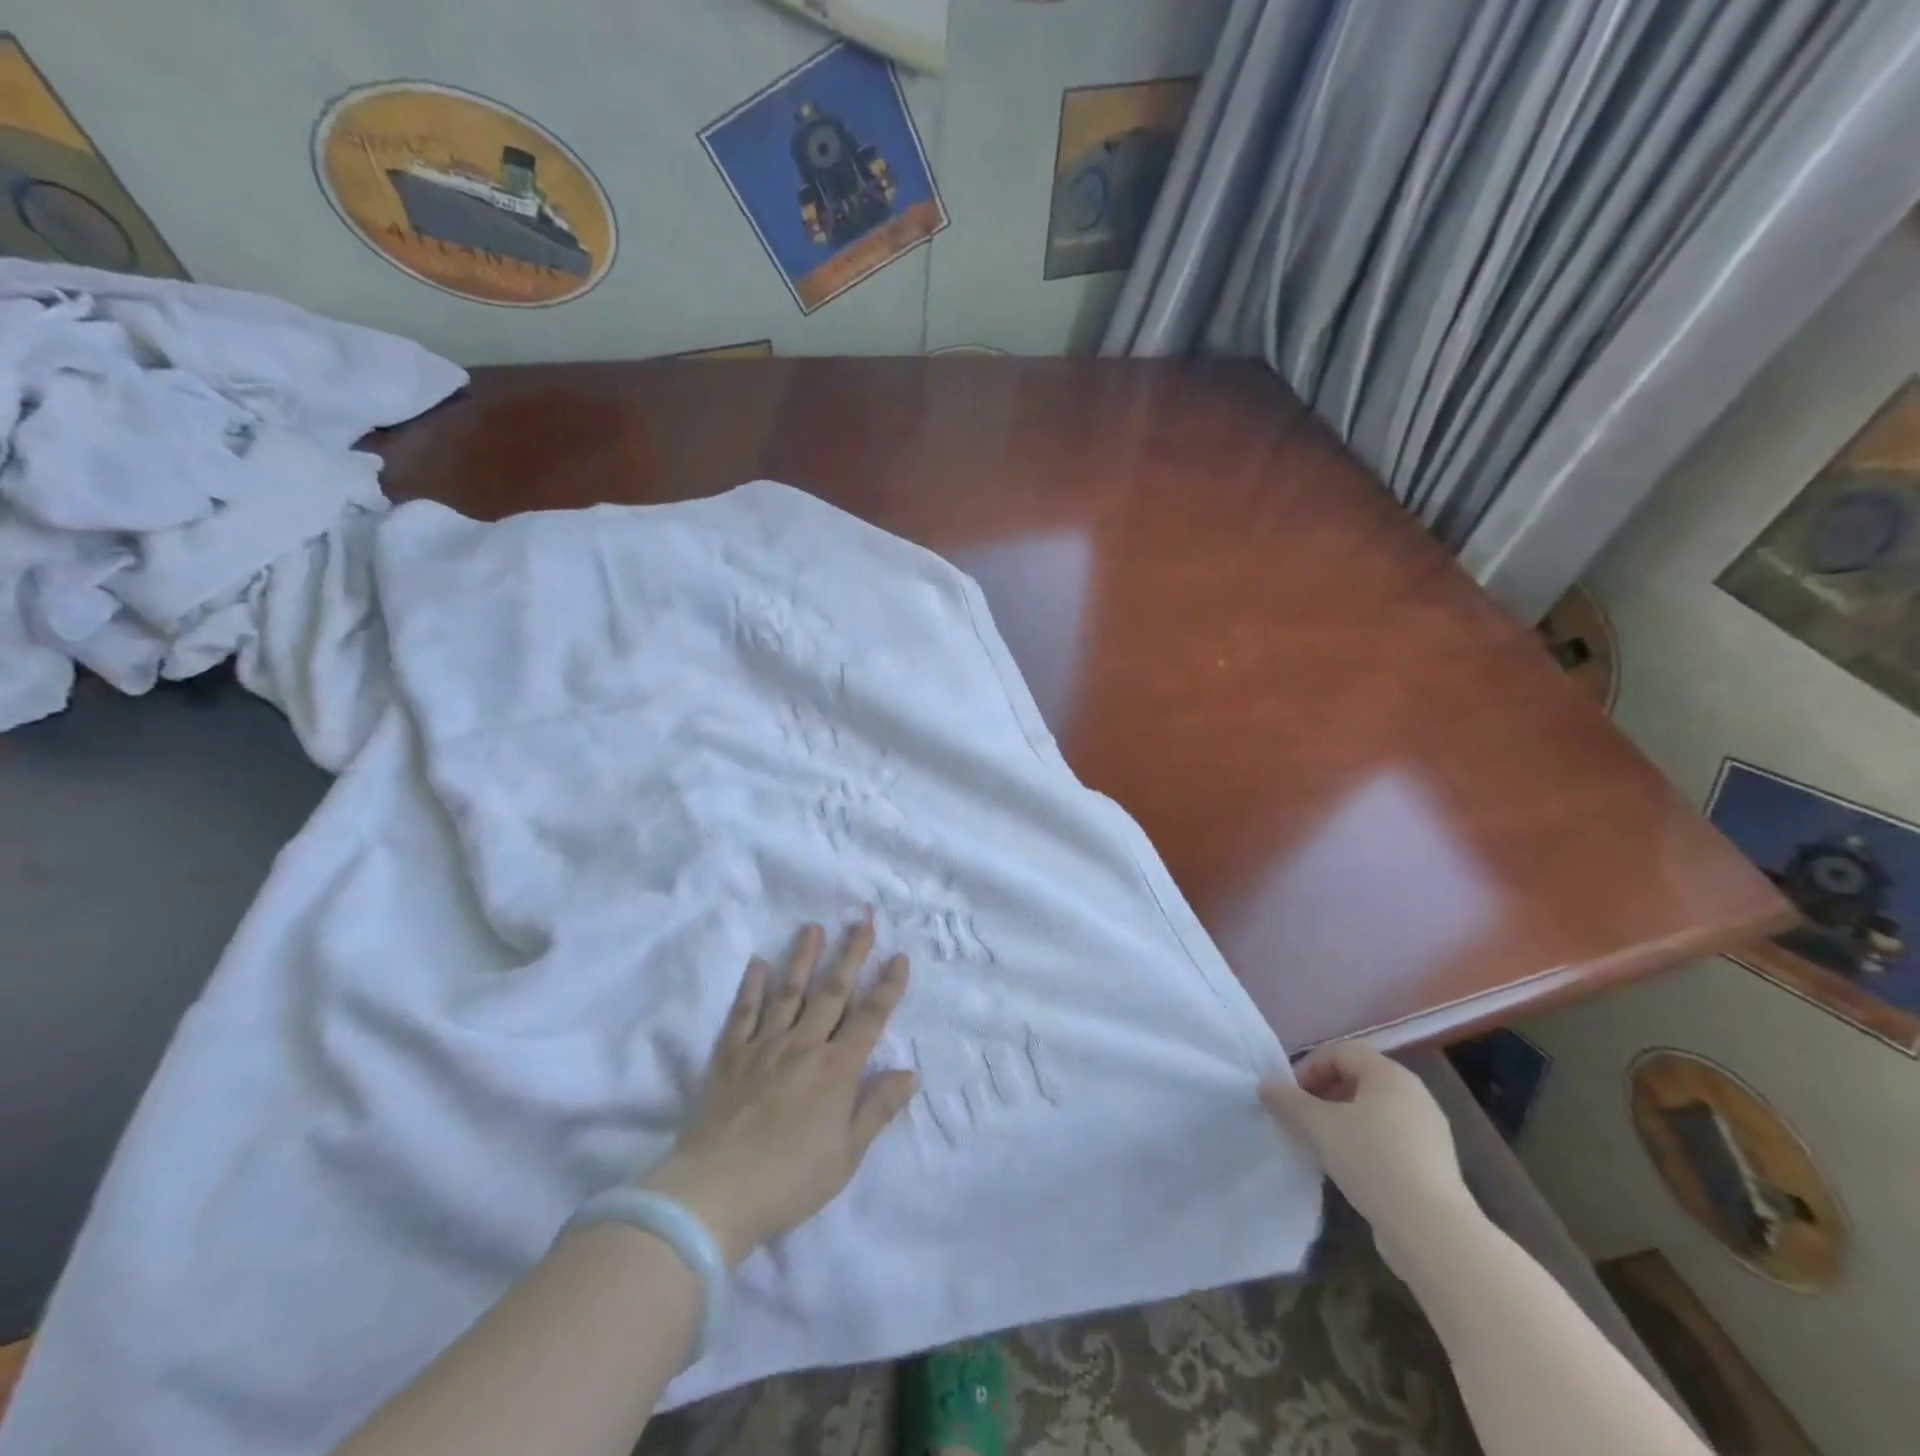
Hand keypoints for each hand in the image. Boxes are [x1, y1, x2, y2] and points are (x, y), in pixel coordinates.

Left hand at [640, 917, 917, 1267]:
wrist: (715, 1193)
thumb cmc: (789, 1180)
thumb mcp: (846, 1156)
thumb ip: (877, 1109)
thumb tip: (909, 1073)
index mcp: (837, 1070)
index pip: (870, 1017)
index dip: (888, 986)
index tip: (899, 956)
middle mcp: (804, 1046)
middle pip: (832, 991)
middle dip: (851, 953)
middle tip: (862, 919)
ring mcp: (764, 1046)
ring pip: (789, 991)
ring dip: (803, 957)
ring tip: (813, 927)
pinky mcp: (730, 1055)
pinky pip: (743, 1012)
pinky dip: (751, 985)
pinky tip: (757, 962)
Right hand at [1260, 1041, 1476, 1274]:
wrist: (1432, 1231)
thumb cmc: (1373, 1161)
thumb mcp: (1319, 1127)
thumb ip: (1288, 1101)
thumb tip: (1265, 1085)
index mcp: (1390, 1075)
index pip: (1341, 1051)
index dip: (1310, 1066)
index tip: (1290, 1095)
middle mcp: (1414, 1095)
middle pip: (1358, 1079)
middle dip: (1323, 1093)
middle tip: (1301, 1117)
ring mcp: (1428, 1131)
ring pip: (1373, 1112)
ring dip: (1342, 1120)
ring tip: (1321, 1144)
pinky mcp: (1433, 1165)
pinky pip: (1389, 1139)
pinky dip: (1364, 1144)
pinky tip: (1349, 1169)